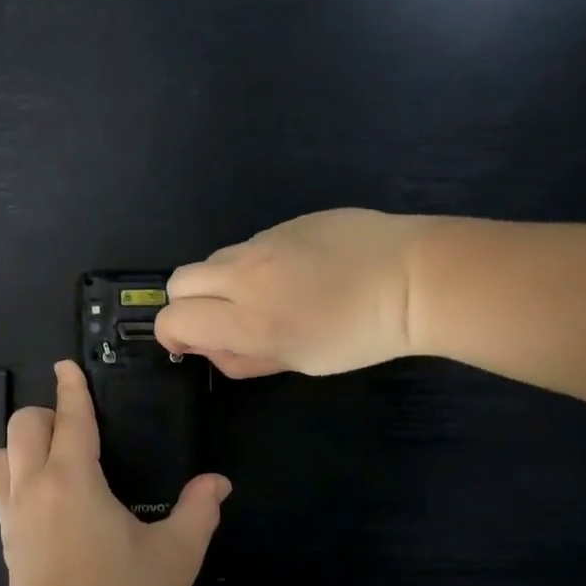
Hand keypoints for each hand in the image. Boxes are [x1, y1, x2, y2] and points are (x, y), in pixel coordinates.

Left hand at [0, 361, 230, 585]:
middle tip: (73, 423)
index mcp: (73, 481)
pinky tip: (43, 500)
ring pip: (0, 459)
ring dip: (20, 446)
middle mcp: (35, 490)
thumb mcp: (176, 557)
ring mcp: (14, 520)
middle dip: (45, 413)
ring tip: (51, 457)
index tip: (66, 366)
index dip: (71, 388)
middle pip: (23, 428)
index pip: (69, 419)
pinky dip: (14, 478)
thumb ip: (199, 511)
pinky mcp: (8, 548)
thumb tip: (217, 482)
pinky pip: (0, 494)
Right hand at [157, 209, 434, 377]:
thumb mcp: (300, 361)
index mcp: (249, 321)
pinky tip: (295, 272)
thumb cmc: (360, 335)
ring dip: (220, 282)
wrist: (413, 277)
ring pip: (213, 260)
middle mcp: (244, 277)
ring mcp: (262, 243)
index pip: (174, 320)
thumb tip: (209, 350)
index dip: (172, 335)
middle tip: (220, 319)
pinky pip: (248, 245)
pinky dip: (253, 264)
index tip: (190, 344)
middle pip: (178, 282)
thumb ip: (244, 360)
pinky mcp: (283, 223)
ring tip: (264, 295)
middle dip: (187, 303)